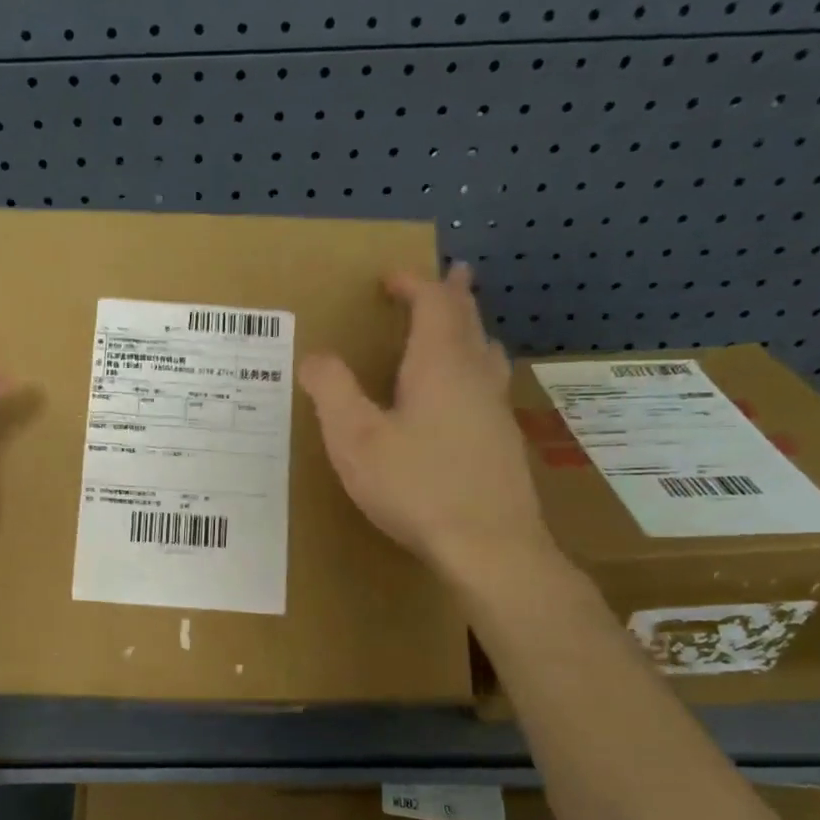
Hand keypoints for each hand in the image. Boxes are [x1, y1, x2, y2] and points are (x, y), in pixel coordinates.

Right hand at [299, 266, 558, 596]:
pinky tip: (468, 394)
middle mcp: (475, 377)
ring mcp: (496, 410)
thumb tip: (315, 356)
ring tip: (464, 325)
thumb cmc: (416, 486)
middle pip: (469, 321)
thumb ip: (332, 391)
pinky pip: (491, 383)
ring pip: (487, 353)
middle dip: (455, 295)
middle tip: (454, 274)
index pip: (433, 305)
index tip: (391, 277)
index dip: (414, 284)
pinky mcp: (504, 441)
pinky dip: (477, 366)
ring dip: (472, 329)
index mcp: (440, 366)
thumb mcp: (355, 438)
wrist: (490, 546)